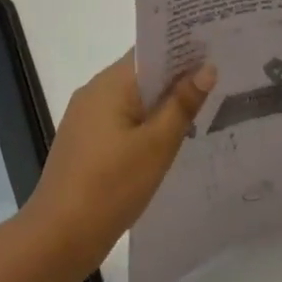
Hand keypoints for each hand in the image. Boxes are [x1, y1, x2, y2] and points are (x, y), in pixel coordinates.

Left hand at [24, 53, 215, 274]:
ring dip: (162, 103)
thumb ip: (181, 105)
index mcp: (109, 84)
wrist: (60, 234)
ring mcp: (86, 118)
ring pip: (132, 100)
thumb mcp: (156, 146)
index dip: (180, 47)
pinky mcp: (86, 143)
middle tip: (222, 78)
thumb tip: (205, 67)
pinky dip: (146, 124)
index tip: (215, 47)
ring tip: (206, 107)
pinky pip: (122, 122)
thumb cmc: (111, 185)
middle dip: (177, 76)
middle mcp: (94, 92)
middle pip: (140, 74)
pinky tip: (171, 140)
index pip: (148, 51)